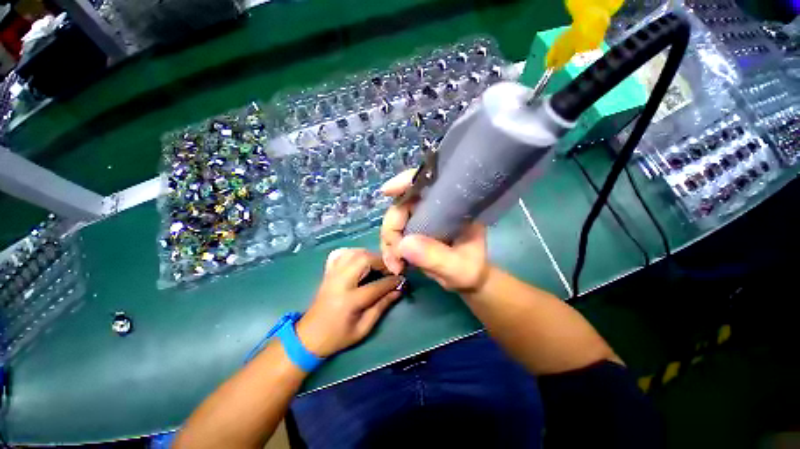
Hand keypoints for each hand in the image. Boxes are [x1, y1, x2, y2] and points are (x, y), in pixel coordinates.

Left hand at [296, 248, 403, 356]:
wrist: (309, 336)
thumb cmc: (338, 336)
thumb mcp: (363, 328)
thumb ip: (382, 306)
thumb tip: (398, 290)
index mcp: (349, 300)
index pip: (377, 285)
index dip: (393, 281)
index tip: (402, 279)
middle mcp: (340, 282)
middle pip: (364, 260)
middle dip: (381, 262)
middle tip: (389, 270)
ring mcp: (332, 275)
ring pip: (353, 253)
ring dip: (369, 255)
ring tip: (377, 265)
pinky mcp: (327, 272)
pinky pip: (340, 254)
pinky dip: (353, 253)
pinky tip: (360, 259)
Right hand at [380, 170, 489, 292]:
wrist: (466, 278)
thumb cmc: (470, 269)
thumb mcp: (458, 267)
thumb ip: (436, 257)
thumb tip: (403, 244)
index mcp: (452, 205)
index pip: (427, 182)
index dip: (405, 182)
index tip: (387, 191)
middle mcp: (435, 206)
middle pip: (402, 205)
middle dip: (392, 229)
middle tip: (395, 255)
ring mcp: (422, 217)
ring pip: (395, 220)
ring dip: (389, 242)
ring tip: (395, 265)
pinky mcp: (414, 229)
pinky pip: (394, 233)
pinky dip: (390, 248)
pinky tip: (395, 264)